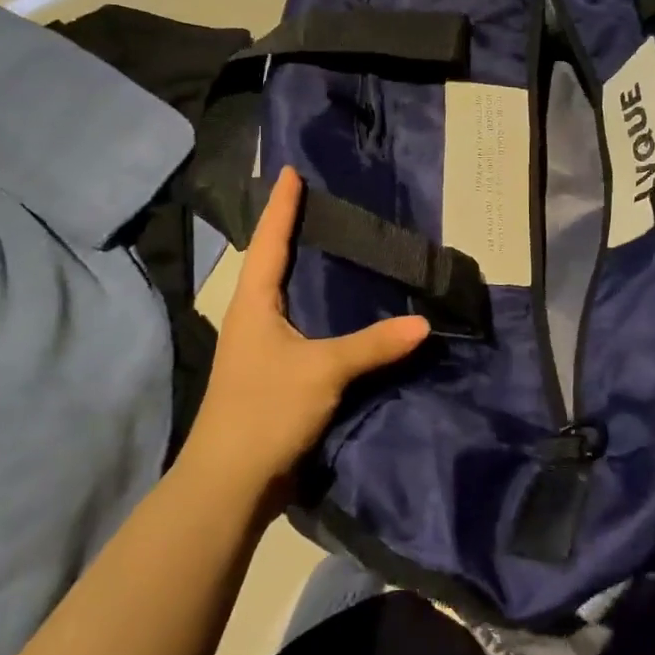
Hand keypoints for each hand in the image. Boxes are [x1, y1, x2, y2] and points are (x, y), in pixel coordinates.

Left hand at [182, 167, 429, 504]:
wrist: (231, 483)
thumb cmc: (266, 410)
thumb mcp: (324, 371)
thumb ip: (373, 345)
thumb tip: (424, 324)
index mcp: (253, 304)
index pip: (270, 241)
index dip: (282, 206)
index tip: (290, 171)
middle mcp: (253, 318)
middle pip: (273, 263)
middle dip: (294, 232)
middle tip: (323, 203)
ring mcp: (261, 348)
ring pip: (287, 297)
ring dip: (306, 271)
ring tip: (337, 248)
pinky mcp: (275, 374)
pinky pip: (301, 327)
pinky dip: (321, 310)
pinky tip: (344, 311)